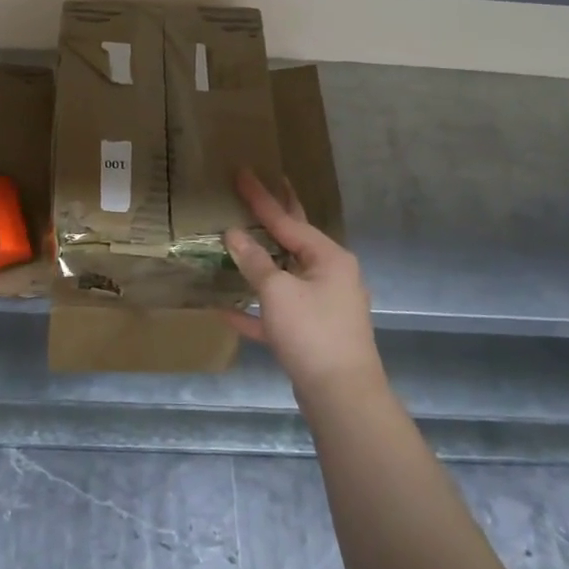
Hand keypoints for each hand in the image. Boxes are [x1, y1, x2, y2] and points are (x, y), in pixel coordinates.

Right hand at [224, 169, 384, 399]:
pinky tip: (227, 309)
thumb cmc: (312, 332)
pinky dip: (257, 309)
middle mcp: (331, 275)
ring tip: (241, 240)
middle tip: (260, 188)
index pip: (287, 220)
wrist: (342, 397)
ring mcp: (324, 305)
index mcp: (329, 257)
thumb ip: (254, 261)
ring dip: (261, 263)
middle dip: (274, 218)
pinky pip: (279, 312)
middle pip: (294, 240)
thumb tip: (234, 235)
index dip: (261, 197)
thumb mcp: (278, 291)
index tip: (242, 172)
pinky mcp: (312, 333)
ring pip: (286, 275)